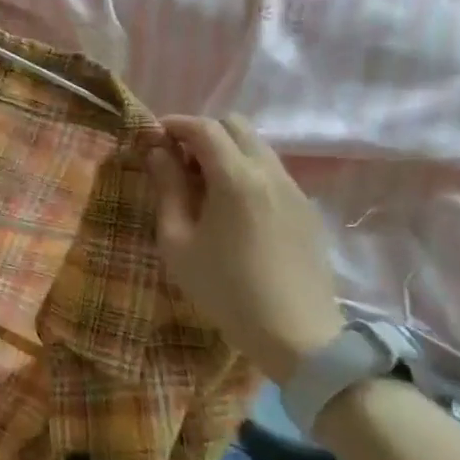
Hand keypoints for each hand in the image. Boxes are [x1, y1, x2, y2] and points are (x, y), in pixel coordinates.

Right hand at [147, 114, 343, 382]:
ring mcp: (295, 190)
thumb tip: (159, 154)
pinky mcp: (307, 210)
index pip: (204, 128)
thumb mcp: (177, 241)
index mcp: (236, 179)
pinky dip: (247, 172)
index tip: (152, 138)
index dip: (174, 124)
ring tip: (203, 186)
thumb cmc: (225, 289)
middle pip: (236, 125)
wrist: (297, 335)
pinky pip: (273, 172)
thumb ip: (167, 189)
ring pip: (258, 147)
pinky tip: (232, 209)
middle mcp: (270, 173)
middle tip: (178, 161)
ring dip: (226, 152)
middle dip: (202, 133)